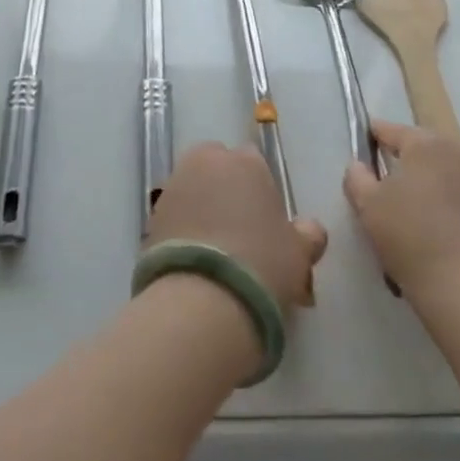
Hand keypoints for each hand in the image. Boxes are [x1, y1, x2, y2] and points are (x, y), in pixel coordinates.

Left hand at [146, 142, 327, 309]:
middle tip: (240, 231)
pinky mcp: (151, 217)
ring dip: (202, 209)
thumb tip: (308, 228)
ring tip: (216, 252)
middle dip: (226, 189)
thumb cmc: (262, 264)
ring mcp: (173, 188)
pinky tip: (196, 262)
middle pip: (217, 168)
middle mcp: (205, 163)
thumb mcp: (299, 253)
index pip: (254, 163)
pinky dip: (183, 230)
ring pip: (193, 191)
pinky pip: (175, 216)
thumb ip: (307, 234)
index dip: (261, 191)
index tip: (266, 221)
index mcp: (245, 161)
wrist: (202, 300)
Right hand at [344, 120, 459, 302]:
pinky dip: (452, 194)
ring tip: (417, 204)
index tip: (364, 147)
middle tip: (388, 182)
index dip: (375, 137)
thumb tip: (360, 165)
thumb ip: (357, 178)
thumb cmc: (412, 239)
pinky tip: (442, 219)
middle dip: (406, 158)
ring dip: (432, 176)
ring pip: (448, 166)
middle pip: (424, 146)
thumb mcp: (368, 207)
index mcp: (426, 142)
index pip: (392, 131)